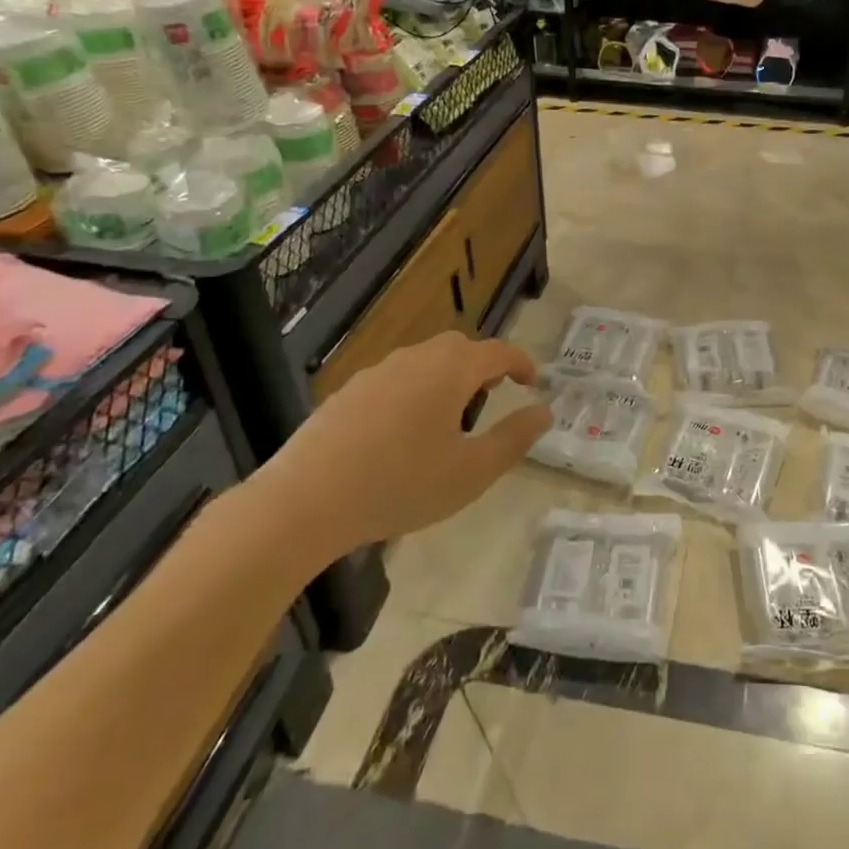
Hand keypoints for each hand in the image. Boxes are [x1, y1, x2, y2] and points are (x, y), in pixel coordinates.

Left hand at [256, 331, 551, 566]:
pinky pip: (395, 379)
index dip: (521, 363)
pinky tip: (403, 432)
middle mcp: (415, 358)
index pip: (498, 351)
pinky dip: (414, 391)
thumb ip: (514, 438)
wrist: (305, 501)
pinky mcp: (347, 392)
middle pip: (459, 348)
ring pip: (424, 361)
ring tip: (451, 416)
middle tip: (494, 393)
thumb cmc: (401, 484)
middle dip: (483, 365)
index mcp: (451, 370)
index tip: (532, 382)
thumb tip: (543, 411)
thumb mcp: (472, 471)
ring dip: (447, 377)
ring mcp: (376, 372)